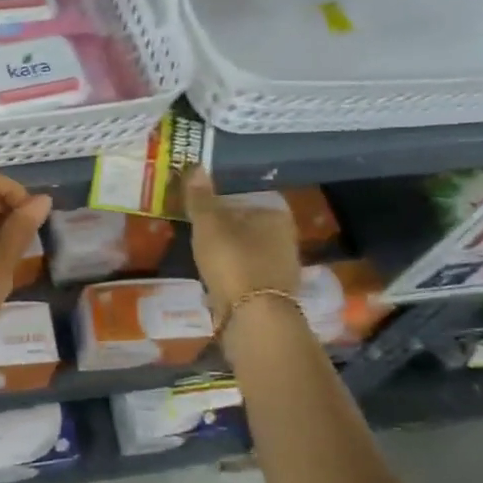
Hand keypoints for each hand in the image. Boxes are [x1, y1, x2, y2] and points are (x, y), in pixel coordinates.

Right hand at [183, 167, 300, 307]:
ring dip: (230, 254)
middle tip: (198, 235)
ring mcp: (283, 268)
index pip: (247, 200)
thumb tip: (196, 166)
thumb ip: (201, 198)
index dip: (223, 205)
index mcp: (275, 215)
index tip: (201, 214)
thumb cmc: (232, 261)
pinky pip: (248, 275)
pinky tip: (216, 280)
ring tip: (203, 258)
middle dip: (227, 231)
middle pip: (249, 227)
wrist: (254, 316)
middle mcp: (286, 238)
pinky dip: (234, 275)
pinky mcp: (274, 293)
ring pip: (249, 252)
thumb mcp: (209, 225)